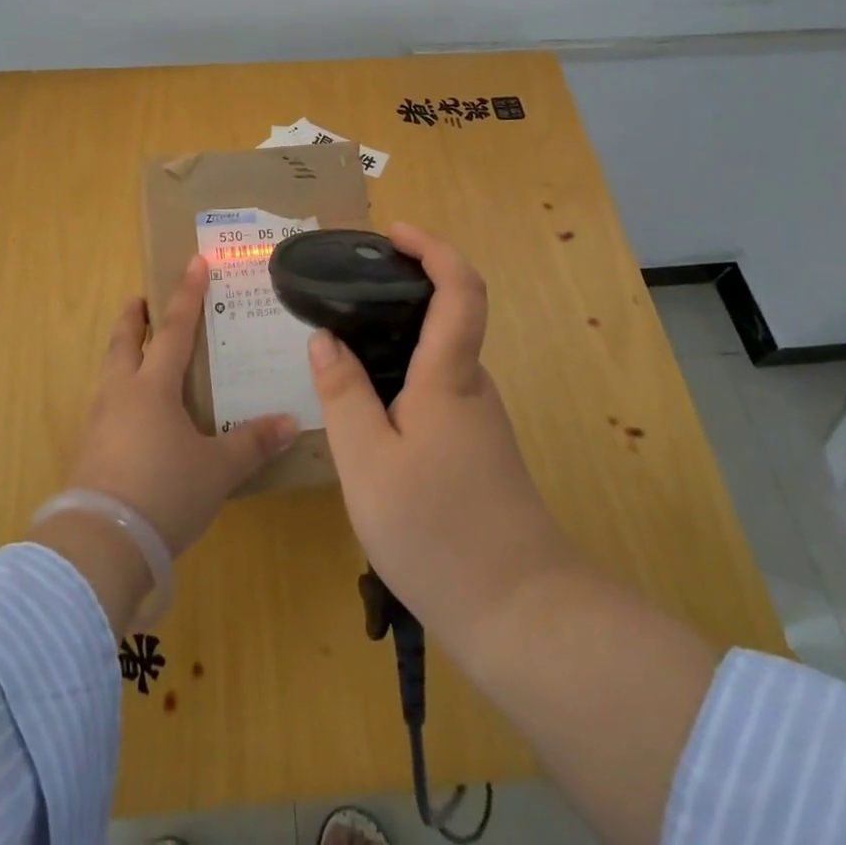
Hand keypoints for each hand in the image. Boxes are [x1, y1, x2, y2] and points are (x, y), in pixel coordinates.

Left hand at [68, 254, 297, 554]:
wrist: (100, 546)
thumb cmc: (164, 493)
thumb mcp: (217, 470)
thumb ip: (253, 443)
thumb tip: (291, 422)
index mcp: (153, 387)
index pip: (175, 329)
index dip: (188, 295)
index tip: (194, 262)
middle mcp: (121, 394)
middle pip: (125, 342)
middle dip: (135, 317)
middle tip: (141, 299)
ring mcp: (98, 423)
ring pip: (109, 372)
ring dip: (122, 353)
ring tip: (135, 352)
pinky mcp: (88, 452)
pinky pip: (105, 405)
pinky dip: (118, 392)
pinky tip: (130, 413)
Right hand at [307, 223, 574, 652]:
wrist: (519, 612)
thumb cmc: (436, 530)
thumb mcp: (367, 462)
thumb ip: (342, 394)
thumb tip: (326, 339)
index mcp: (450, 376)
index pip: (459, 288)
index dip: (433, 248)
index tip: (394, 233)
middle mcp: (472, 387)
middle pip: (447, 317)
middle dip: (402, 290)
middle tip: (345, 293)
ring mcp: (480, 420)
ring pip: (437, 359)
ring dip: (396, 339)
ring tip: (343, 349)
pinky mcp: (477, 450)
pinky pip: (437, 392)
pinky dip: (402, 378)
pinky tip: (367, 411)